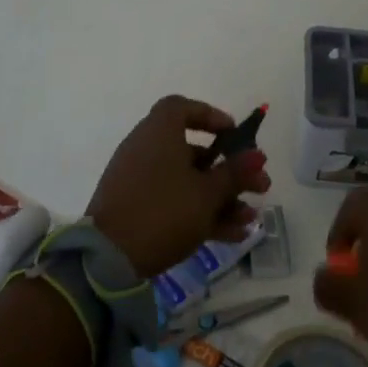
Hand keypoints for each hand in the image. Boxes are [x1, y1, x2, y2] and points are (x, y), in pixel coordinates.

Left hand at [87, 96, 270, 277]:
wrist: (108, 258)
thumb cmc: (164, 211)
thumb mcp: (207, 193)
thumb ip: (235, 173)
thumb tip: (257, 155)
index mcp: (159, 132)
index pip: (183, 107)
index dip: (211, 117)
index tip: (234, 134)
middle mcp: (146, 149)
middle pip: (193, 151)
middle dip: (229, 170)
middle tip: (259, 186)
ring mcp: (139, 180)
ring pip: (187, 181)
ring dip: (221, 197)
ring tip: (250, 217)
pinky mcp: (135, 209)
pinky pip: (173, 201)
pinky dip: (200, 213)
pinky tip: (233, 234)